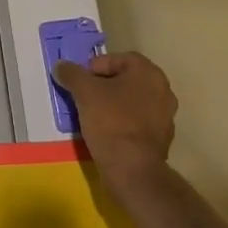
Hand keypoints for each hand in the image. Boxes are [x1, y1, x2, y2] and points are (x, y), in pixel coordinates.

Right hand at [53, 51, 177, 198]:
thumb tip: (61, 66)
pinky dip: (123, 122)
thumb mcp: (84, 92)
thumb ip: (72, 74)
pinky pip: (138, 121)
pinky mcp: (162, 137)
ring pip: (132, 101)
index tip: (80, 82)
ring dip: (114, 103)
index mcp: (148, 72)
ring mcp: (166, 115)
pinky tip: (107, 132)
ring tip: (93, 115)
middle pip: (126, 79)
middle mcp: (163, 89)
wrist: (132, 169)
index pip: (118, 59)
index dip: (95, 67)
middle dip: (103, 85)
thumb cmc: (110, 122)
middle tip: (84, 96)